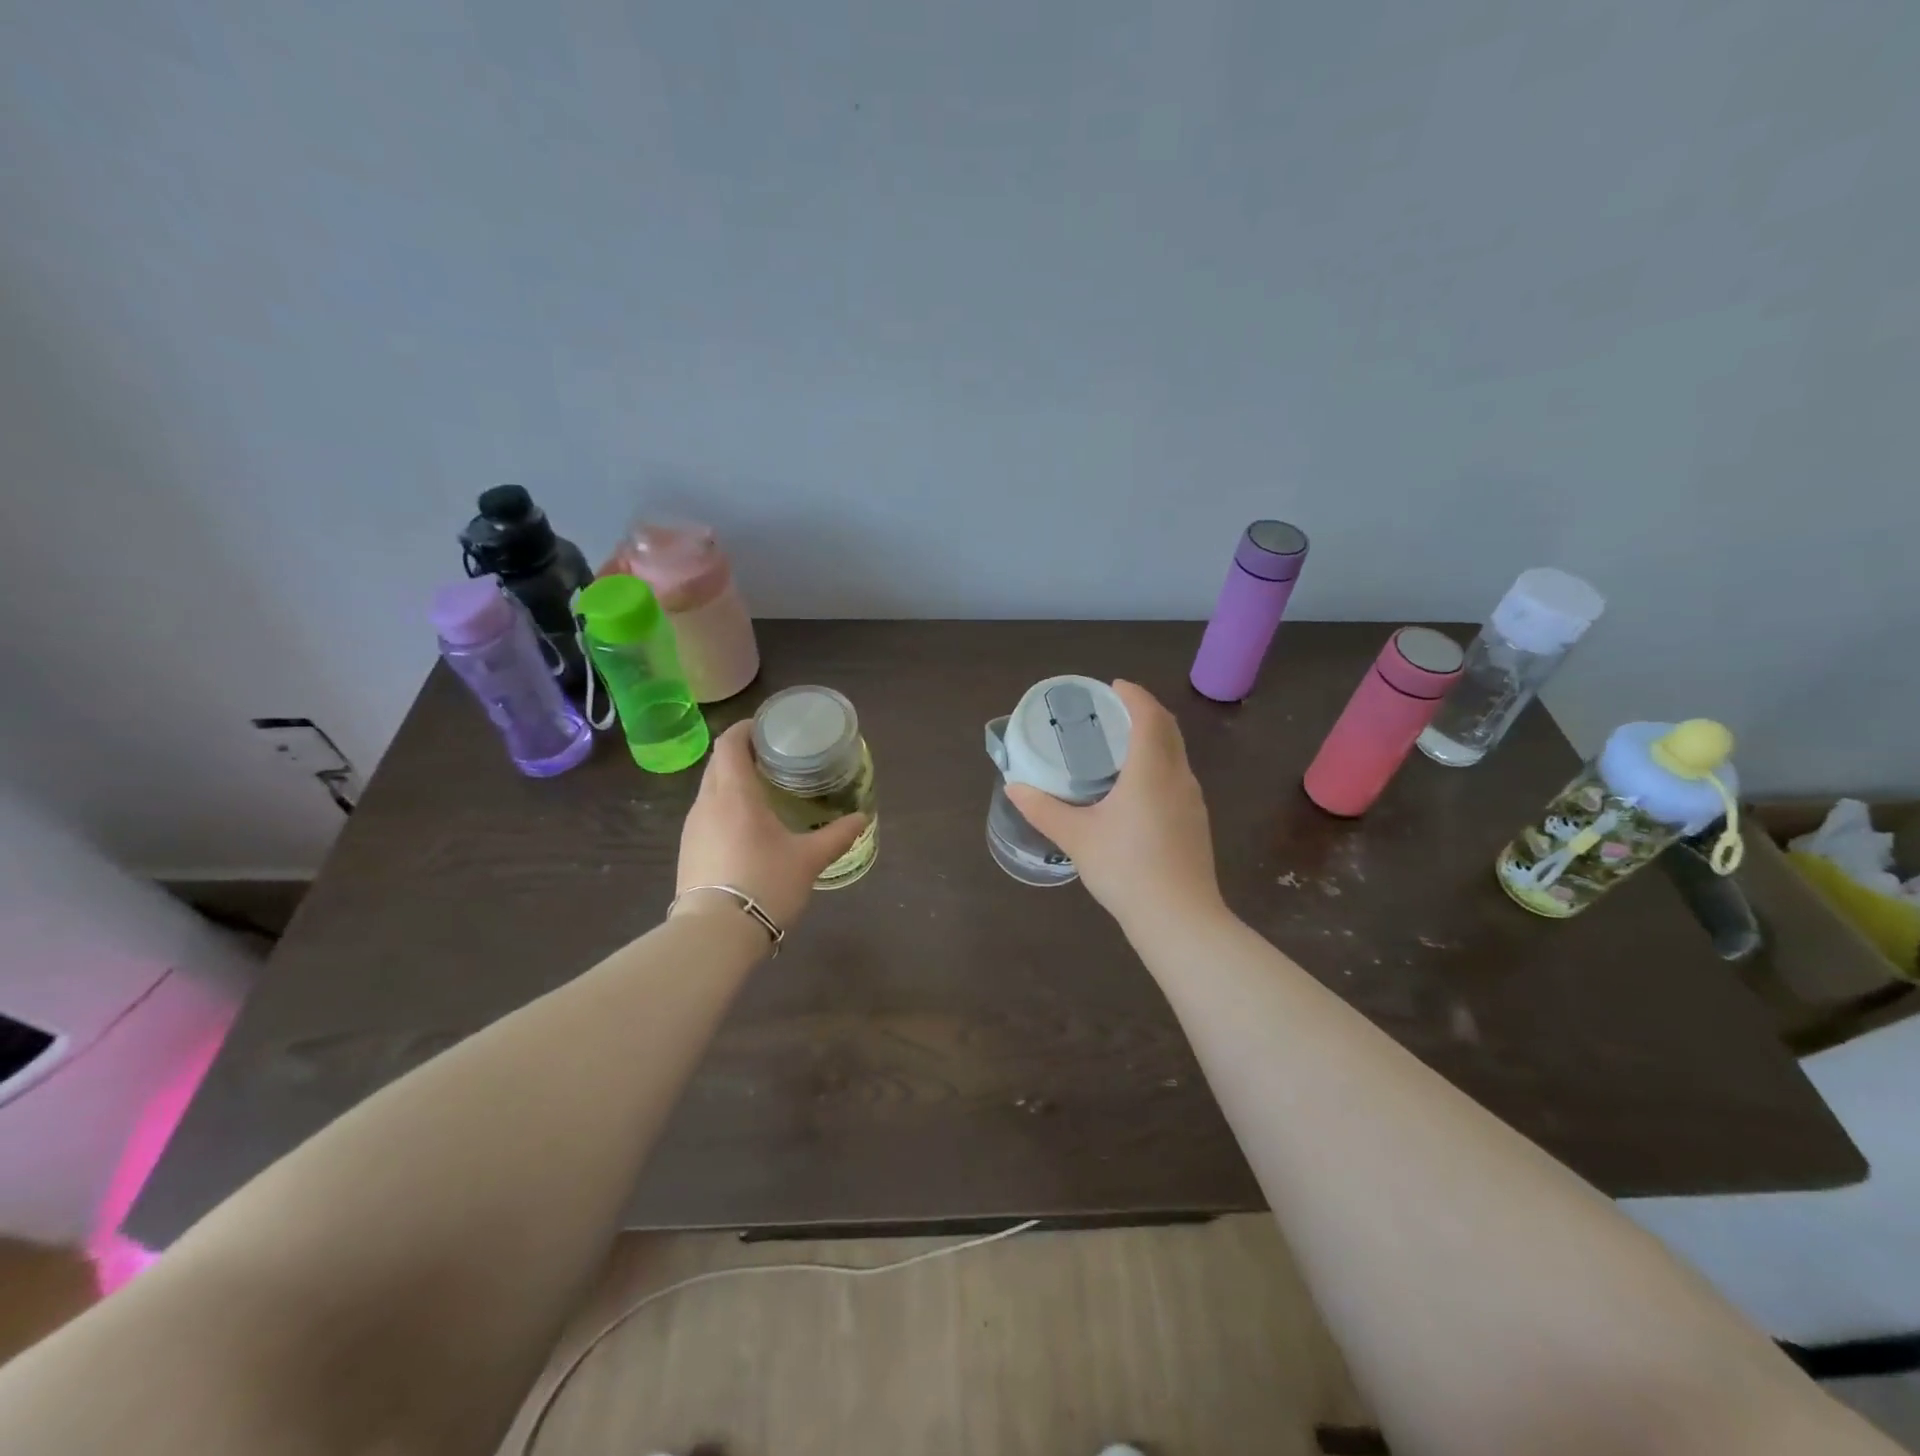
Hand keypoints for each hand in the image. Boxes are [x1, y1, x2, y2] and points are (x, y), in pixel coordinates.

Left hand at [676, 722, 867, 930]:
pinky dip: (724, 806)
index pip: (729, 744)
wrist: (714, 934)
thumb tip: (862, 818)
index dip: (745, 729)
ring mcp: (693, 828)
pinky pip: (706, 814)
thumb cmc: (765, 884)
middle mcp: (707, 803)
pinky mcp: (688, 850)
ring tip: (762, 790)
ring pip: (710, 789)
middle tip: (773, 757)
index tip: (766, 727)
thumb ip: (836, 835)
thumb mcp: (808, 859)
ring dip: (731, 781)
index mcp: (735, 794)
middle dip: (741, 753)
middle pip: (718, 763)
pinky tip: (745, 826)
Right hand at [1005, 680, 1224, 932]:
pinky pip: (1178, 777)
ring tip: (1121, 745)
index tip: (1112, 686)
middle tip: (1113, 711)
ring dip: (1154, 738)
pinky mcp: (1195, 822)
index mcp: (1151, 770)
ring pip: (1176, 754)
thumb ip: (1043, 809)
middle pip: (1168, 730)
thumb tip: (1013, 786)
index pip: (1149, 716)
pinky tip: (1137, 787)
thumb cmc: (1126, 869)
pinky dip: (1159, 764)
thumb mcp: (1077, 837)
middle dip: (1144, 712)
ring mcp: (1192, 801)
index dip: (1133, 695)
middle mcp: (1178, 777)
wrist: (1179, 919)